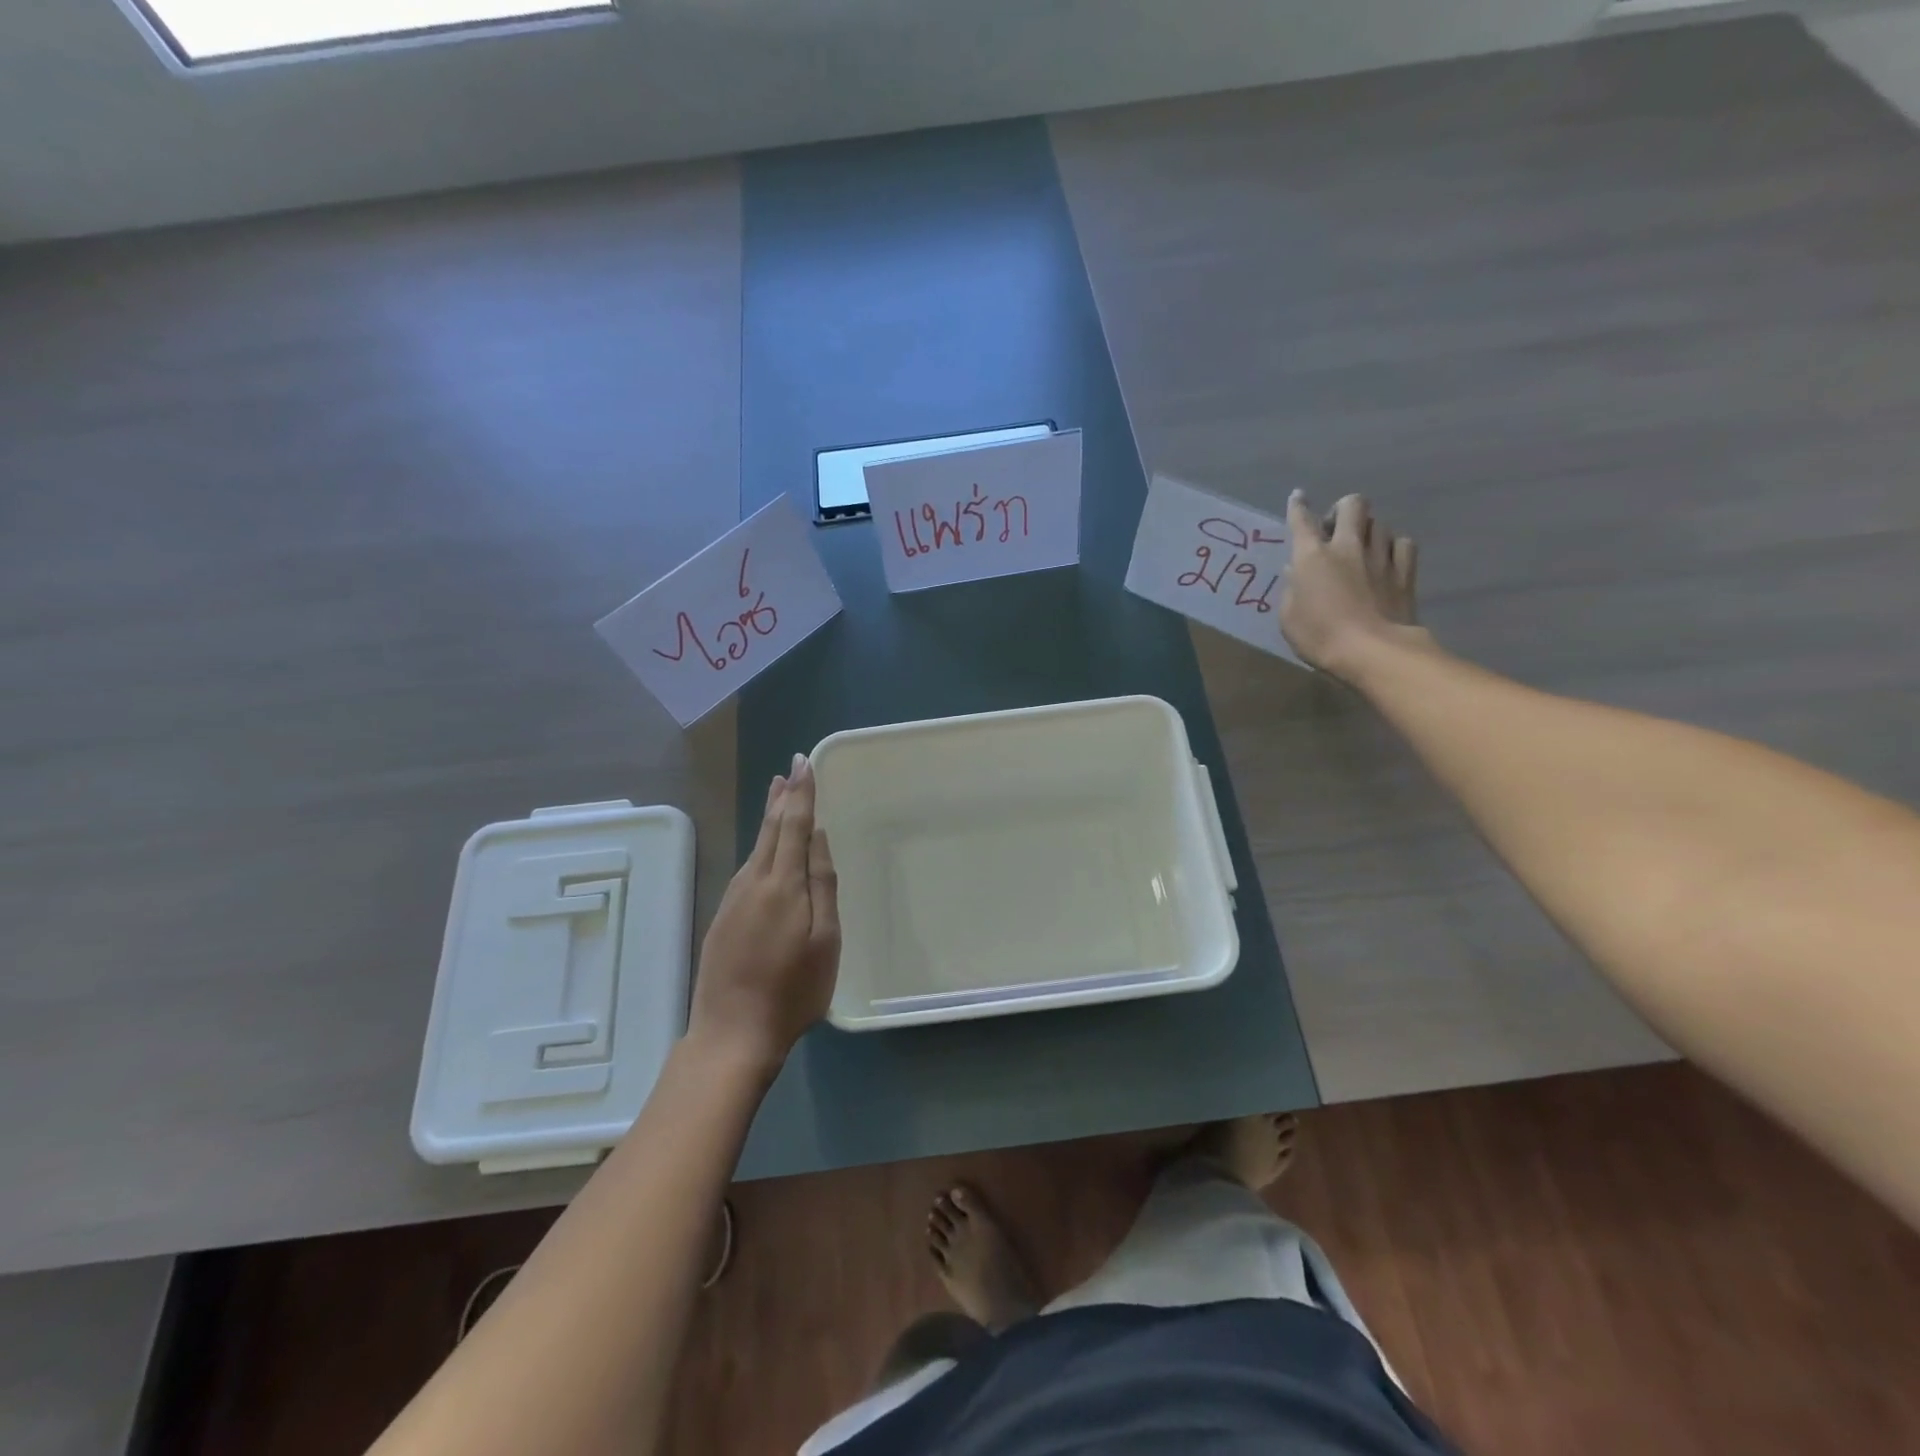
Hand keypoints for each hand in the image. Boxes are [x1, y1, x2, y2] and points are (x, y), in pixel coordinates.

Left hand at [687, 754, 840, 1072]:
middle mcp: (752, 882)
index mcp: (782, 883)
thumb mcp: (824, 939)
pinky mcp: (723, 917)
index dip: (801, 793)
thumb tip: (817, 835)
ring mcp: (733, 900)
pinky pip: (747, 869)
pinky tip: (765, 849)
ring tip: (779, 796)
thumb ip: (821, 884)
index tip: (803, 762)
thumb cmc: (792, 990)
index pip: (792, 824)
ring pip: (755, 848)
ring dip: (769, 818)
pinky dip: (760, 847)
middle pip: (769, 830)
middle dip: (781, 798)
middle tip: (789, 770)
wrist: (731, 1033)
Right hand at [1282, 491, 1426, 681]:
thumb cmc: (1319, 636)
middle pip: (1352, 504)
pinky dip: (1393, 547)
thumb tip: (1297, 571)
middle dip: (1342, 510)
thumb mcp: (1289, 617)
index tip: (1298, 498)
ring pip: (1379, 523)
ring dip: (1368, 531)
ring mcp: (1380, 556)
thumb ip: (1292, 589)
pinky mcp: (1405, 571)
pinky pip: (1402, 544)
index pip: (1301, 520)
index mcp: (1312, 556)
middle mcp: (1347, 546)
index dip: (1298, 506)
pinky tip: (1387, 559)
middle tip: (1335, 529)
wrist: (1372, 651)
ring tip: (1362, 549)